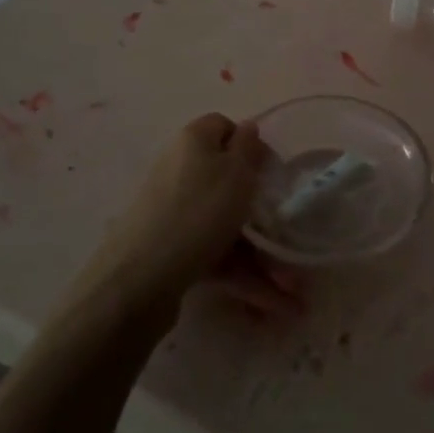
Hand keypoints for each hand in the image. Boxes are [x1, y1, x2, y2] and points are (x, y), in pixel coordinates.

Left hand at [68, 114, 301, 320]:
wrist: (140, 278)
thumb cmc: (199, 212)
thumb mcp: (236, 172)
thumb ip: (247, 146)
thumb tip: (247, 127)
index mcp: (193, 142)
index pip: (223, 127)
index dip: (250, 145)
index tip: (272, 171)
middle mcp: (180, 170)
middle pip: (227, 181)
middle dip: (261, 211)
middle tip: (289, 233)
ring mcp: (174, 212)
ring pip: (225, 226)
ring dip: (260, 256)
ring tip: (293, 291)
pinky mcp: (172, 248)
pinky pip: (215, 255)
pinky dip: (241, 274)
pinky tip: (271, 305)